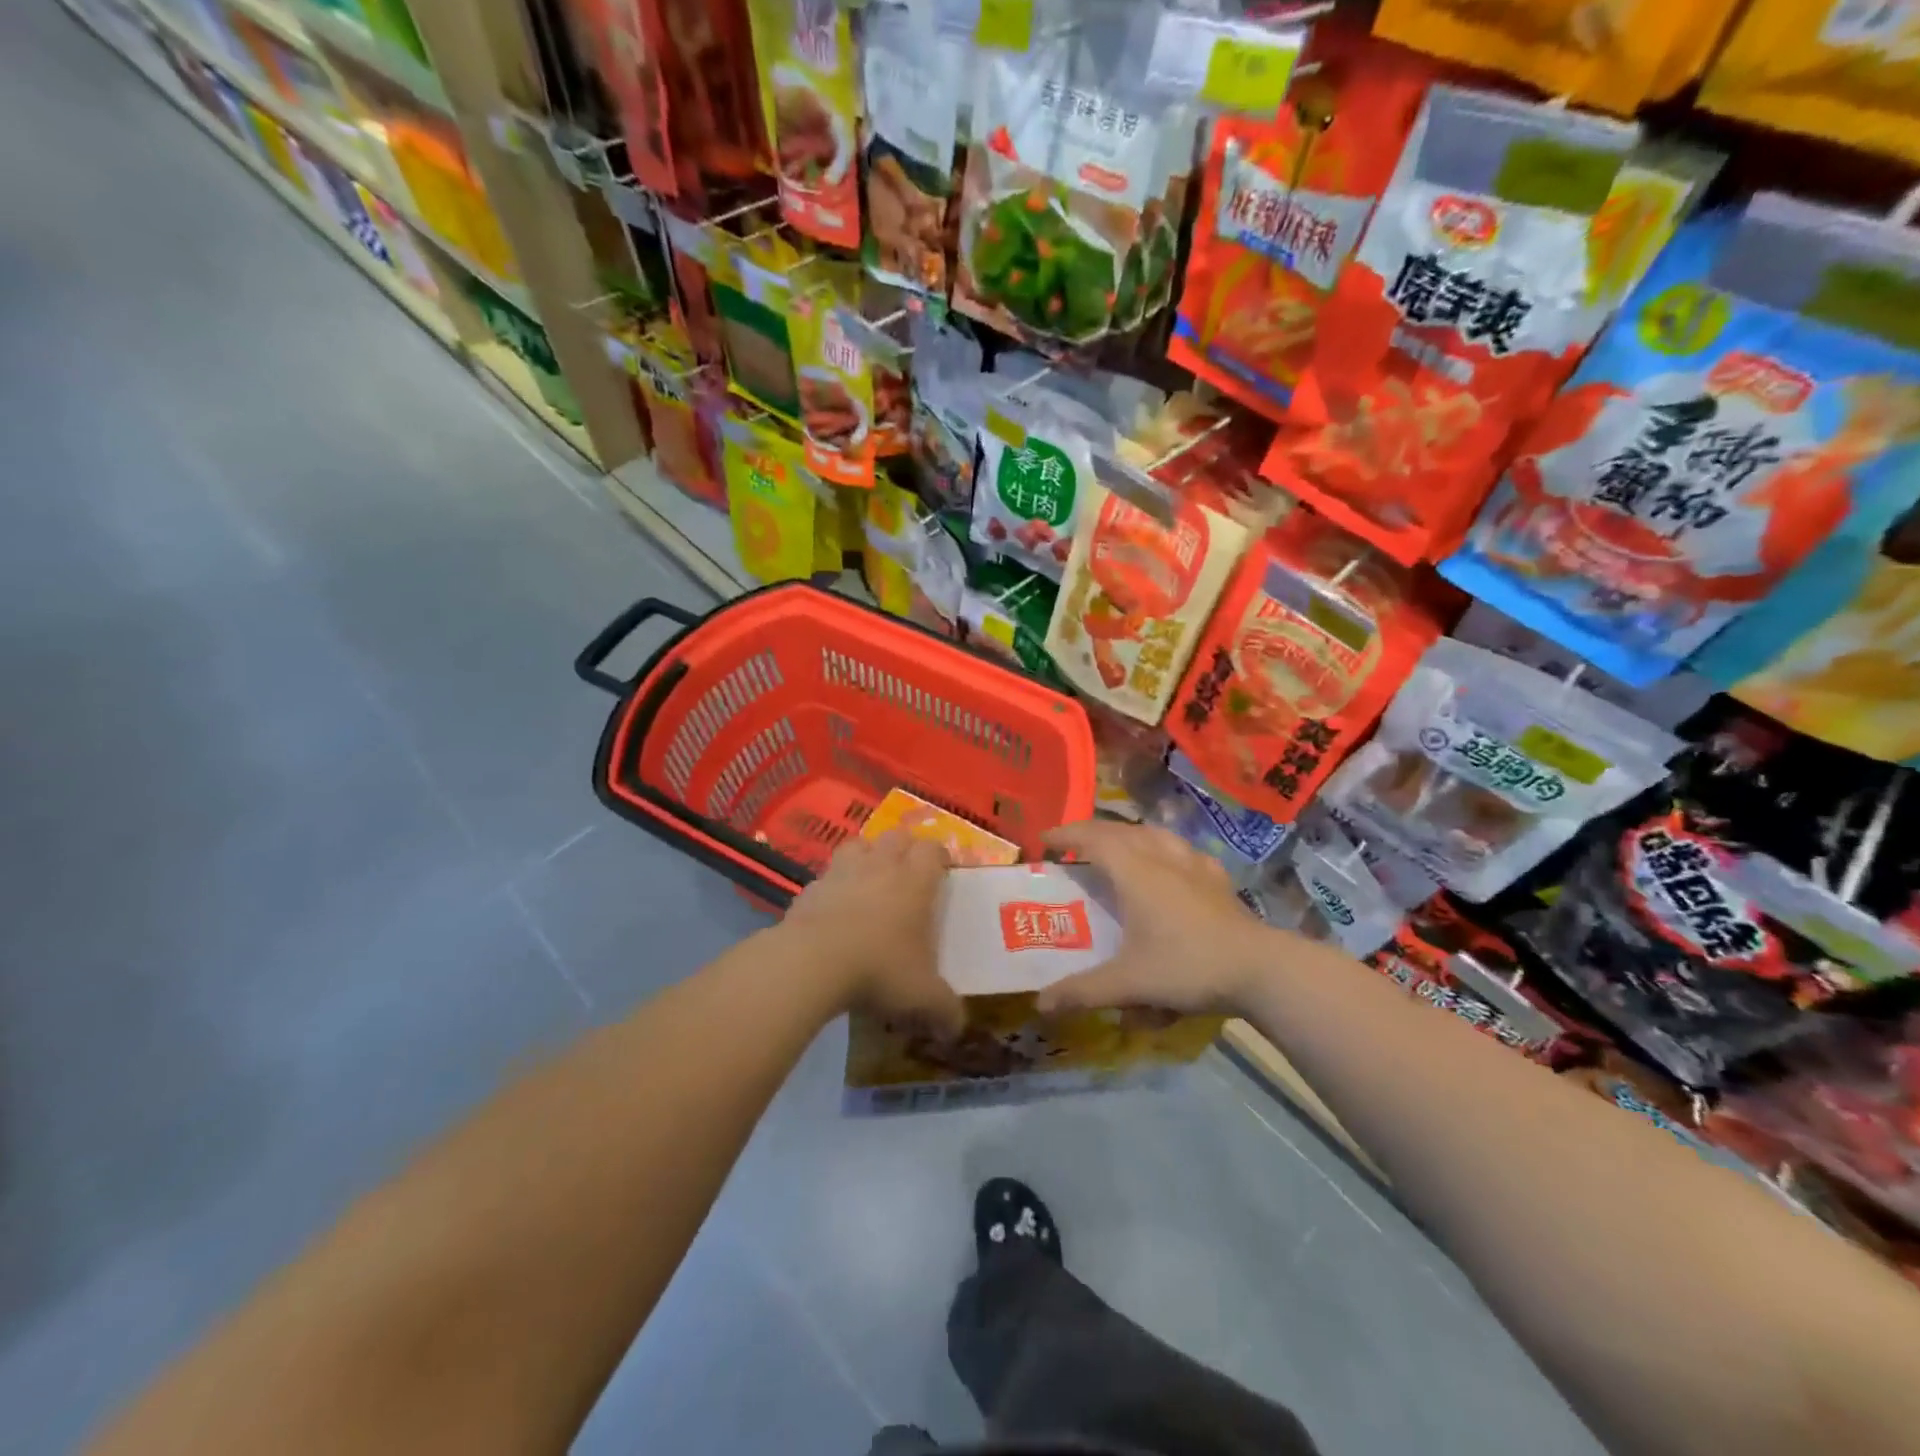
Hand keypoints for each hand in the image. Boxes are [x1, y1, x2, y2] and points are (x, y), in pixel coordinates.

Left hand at [779, 832, 963, 1036]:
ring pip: (857, 845)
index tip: (943, 870)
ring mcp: (841, 873)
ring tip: (869, 880)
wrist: (813, 963)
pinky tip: (832, 911)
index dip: (940, 856)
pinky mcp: (809, 889)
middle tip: (908, 873)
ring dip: (866, 856)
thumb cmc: (880, 969)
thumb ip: (945, 1010)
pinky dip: (831, 888)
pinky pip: (825, 878)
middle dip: (904, 848)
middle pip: (896, 837)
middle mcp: (880, 866)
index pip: (932, 850)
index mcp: (915, 882)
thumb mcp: (923, 997)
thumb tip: (957, 1029)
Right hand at [1035, 820, 1275, 1017]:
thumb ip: (1083, 992)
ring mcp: (1193, 865)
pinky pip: (1183, 850)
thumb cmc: (1187, 966)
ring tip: (1117, 846)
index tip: (1044, 839)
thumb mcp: (1128, 983)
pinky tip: (1170, 863)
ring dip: (1128, 834)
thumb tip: (1041, 1004)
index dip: (1066, 835)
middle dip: (1092, 832)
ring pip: (1154, 834)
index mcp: (1134, 872)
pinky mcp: (1217, 878)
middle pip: (1120, 831)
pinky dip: (1164, 849)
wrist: (1259, 969)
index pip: (1093, 839)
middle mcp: (1161, 858)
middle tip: (1072, 845)